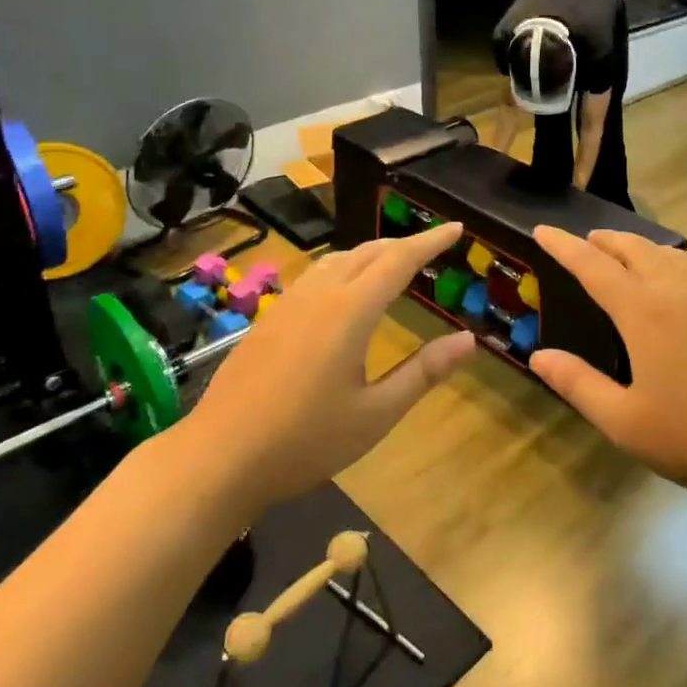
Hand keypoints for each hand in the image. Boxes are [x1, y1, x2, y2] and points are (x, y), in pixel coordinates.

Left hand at [184, 224, 475, 508]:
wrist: (217, 458)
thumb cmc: (305, 441)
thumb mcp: (375, 414)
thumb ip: (423, 372)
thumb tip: (469, 339)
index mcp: (350, 312)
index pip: (399, 260)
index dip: (430, 242)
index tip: (456, 228)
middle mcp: (319, 295)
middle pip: (368, 252)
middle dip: (403, 244)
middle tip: (432, 248)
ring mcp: (288, 304)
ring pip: (338, 259)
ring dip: (371, 253)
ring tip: (393, 263)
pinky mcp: (269, 318)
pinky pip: (316, 275)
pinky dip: (344, 267)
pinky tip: (343, 291)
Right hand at [527, 227, 686, 504]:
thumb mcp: (624, 422)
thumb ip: (578, 384)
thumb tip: (538, 357)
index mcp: (644, 312)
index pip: (593, 265)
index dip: (564, 246)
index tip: (543, 229)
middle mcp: (679, 292)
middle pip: (636, 248)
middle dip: (605, 240)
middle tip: (584, 241)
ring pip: (670, 254)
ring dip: (640, 247)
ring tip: (625, 255)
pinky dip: (670, 263)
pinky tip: (674, 288)